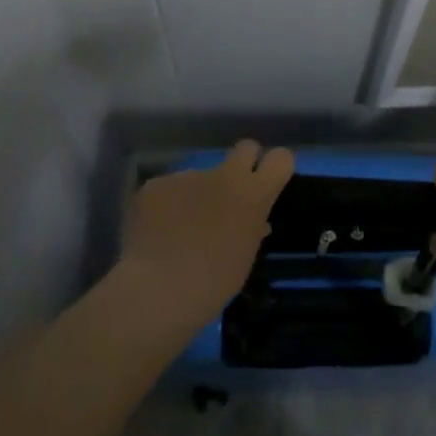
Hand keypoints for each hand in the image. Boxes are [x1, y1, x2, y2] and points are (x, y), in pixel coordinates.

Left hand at [119, 140, 294, 321]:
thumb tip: (255, 222)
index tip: (267, 183)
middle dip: (243, 164)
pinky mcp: (156, 184)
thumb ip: (252, 230)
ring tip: (178, 229)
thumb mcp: (245, 257)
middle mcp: (224, 175)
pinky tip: (155, 232)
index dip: (275, 167)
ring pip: (199, 176)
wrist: (160, 287)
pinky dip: (164, 206)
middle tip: (230, 193)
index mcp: (253, 194)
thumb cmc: (214, 281)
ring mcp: (187, 176)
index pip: (280, 159)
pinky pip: (167, 190)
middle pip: (246, 148)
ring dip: (195, 195)